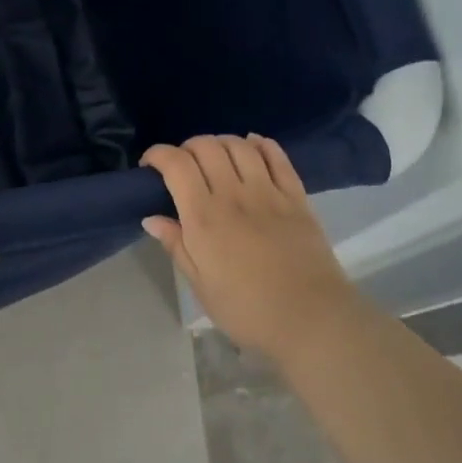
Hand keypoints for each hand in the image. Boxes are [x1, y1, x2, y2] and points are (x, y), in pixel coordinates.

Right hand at [141, 135, 350, 361]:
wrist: (311, 320)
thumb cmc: (247, 310)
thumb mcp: (201, 285)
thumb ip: (177, 245)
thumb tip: (151, 218)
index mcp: (204, 218)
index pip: (176, 165)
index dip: (158, 154)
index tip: (149, 166)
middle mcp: (233, 195)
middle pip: (206, 147)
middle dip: (186, 147)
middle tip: (182, 165)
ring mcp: (268, 192)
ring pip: (240, 146)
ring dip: (221, 142)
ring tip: (215, 157)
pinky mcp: (296, 197)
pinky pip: (277, 157)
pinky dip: (261, 144)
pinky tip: (252, 146)